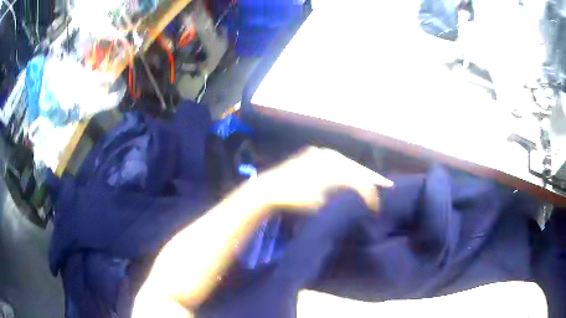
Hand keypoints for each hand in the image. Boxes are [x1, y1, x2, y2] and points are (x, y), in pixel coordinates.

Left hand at [255, 146, 392, 211]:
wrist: (269, 189)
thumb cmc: (293, 198)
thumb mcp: (320, 201)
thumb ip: (342, 195)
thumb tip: (358, 195)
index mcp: (331, 166)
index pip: (358, 179)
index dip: (370, 191)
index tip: (377, 204)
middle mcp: (328, 155)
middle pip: (356, 167)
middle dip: (371, 177)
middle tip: (386, 184)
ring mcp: (320, 154)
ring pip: (346, 163)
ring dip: (359, 171)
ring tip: (373, 180)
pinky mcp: (312, 155)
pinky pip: (335, 161)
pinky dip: (345, 167)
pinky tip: (351, 172)